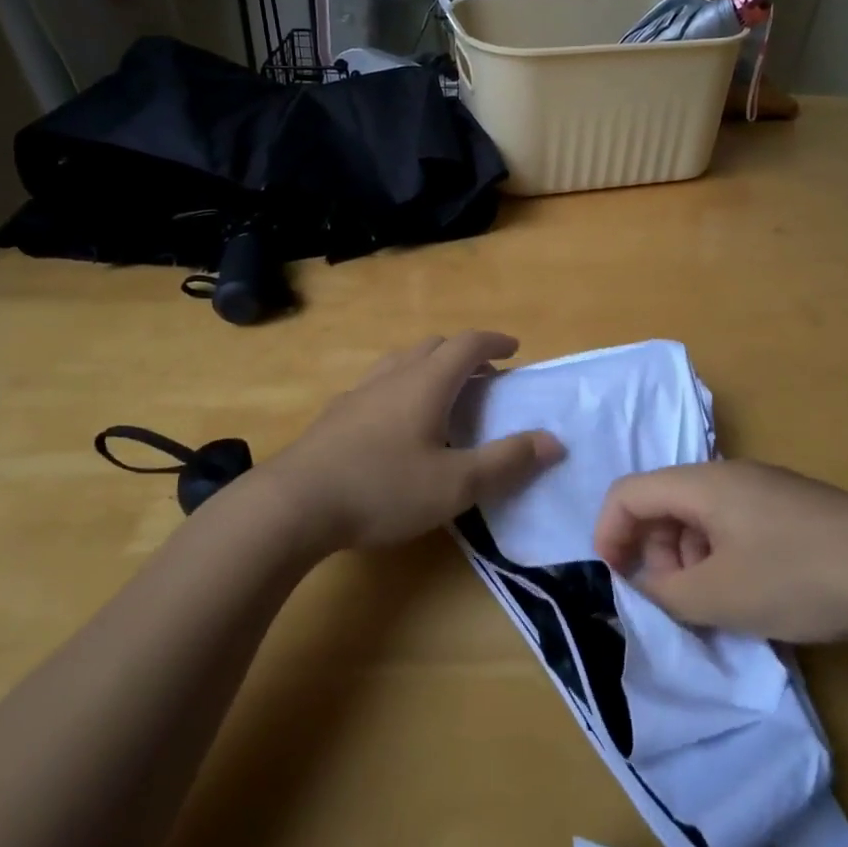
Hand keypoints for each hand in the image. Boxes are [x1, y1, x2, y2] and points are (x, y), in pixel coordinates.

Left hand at [267, 332, 563, 551]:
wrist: (293, 504)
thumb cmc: (383, 488)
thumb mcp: (456, 484)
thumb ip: (507, 461)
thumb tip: (554, 441)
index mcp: (427, 382)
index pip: (468, 344)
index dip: (494, 341)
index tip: (514, 349)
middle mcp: (394, 375)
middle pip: (434, 345)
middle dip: (464, 353)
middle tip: (483, 377)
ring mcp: (360, 392)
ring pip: (402, 361)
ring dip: (430, 366)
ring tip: (442, 395)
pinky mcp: (336, 415)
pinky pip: (379, 384)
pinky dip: (402, 387)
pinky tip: (397, 424)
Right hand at [593, 459, 847, 644]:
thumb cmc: (796, 576)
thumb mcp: (718, 596)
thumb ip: (664, 592)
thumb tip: (644, 585)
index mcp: (702, 482)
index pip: (629, 492)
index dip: (609, 532)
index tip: (613, 580)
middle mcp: (728, 475)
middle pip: (664, 503)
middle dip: (653, 552)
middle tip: (671, 601)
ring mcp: (763, 490)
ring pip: (699, 518)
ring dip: (688, 560)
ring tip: (714, 605)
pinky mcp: (790, 510)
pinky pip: (733, 526)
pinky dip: (720, 558)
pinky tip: (747, 595)